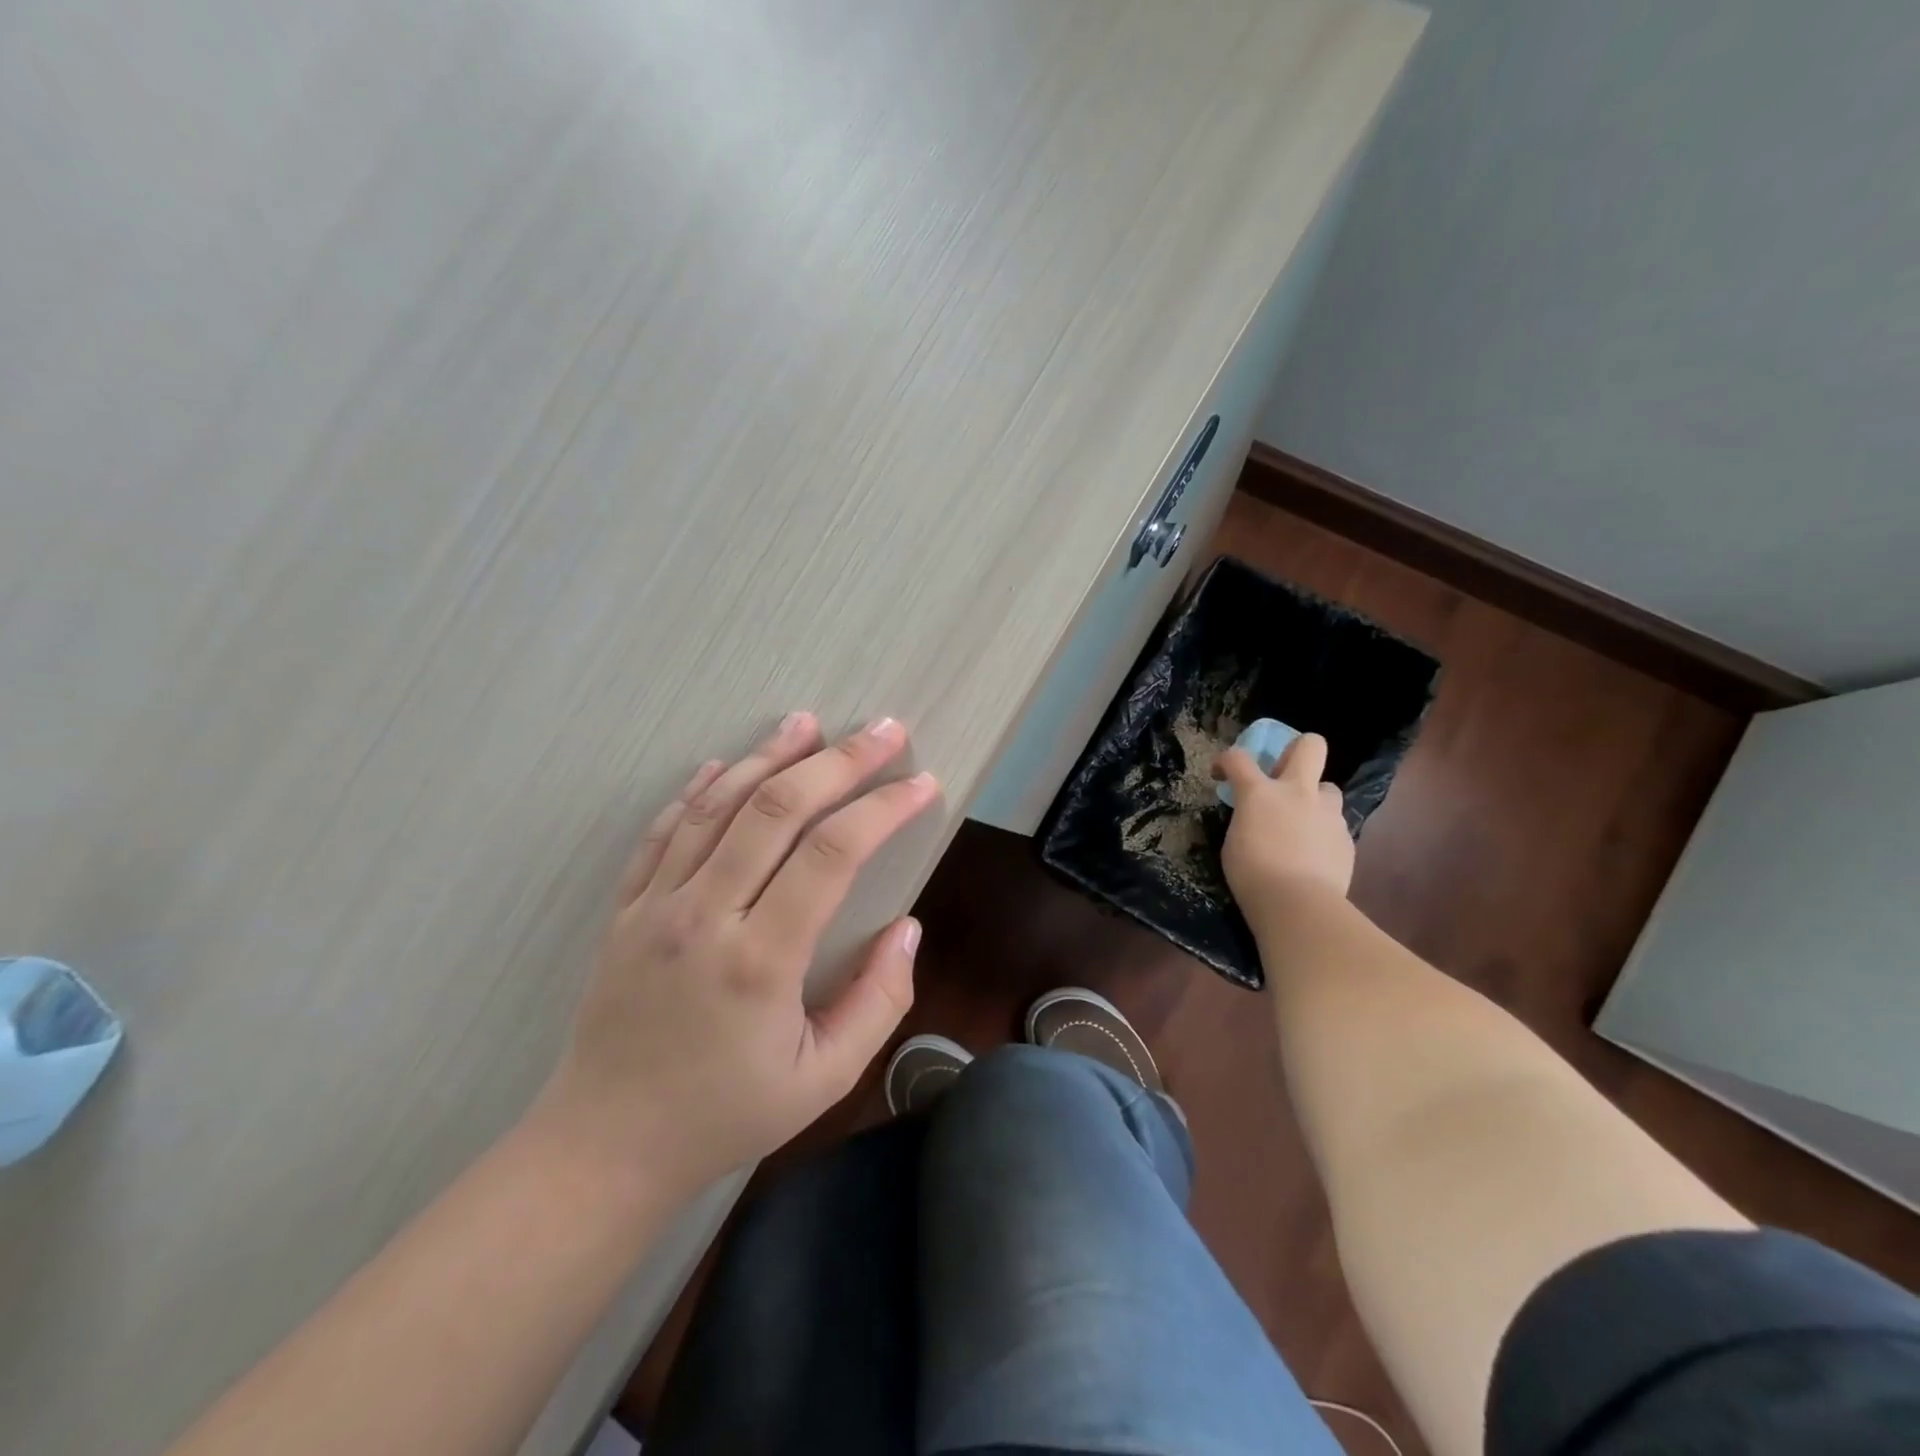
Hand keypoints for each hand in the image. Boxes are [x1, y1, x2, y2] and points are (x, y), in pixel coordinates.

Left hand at [535, 712, 939, 1196]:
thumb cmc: (725, 1115)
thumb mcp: (823, 1078)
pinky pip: (664, 831)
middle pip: (777, 810)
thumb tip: (908, 927)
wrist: (605, 1145)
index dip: (883, 808)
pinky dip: (699, 791)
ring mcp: (657, 906)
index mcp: (761, 961)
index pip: (832, 854)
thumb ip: (878, 1001)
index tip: (921, 783)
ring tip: (808, 722)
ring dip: (768, 757)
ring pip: (718, 806)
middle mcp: (705, 916)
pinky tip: (724, 763)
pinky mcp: (626, 909)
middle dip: (838, 761)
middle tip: (883, 730)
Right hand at [1216, 732, 1354, 913]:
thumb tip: (1257, 817)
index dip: (1226, 761)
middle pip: (1310, 745)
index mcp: (1260, 792)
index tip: (1222, 774)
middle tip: (1283, 776)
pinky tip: (1313, 856)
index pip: (1238, 757)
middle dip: (1296, 751)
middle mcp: (1298, 792)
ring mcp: (1328, 813)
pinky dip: (1322, 834)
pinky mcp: (1346, 838)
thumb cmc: (1251, 873)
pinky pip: (1334, 825)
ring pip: (1328, 788)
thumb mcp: (1234, 841)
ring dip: (1314, 800)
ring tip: (1302, 824)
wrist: (1298, 904)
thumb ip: (1247, 818)